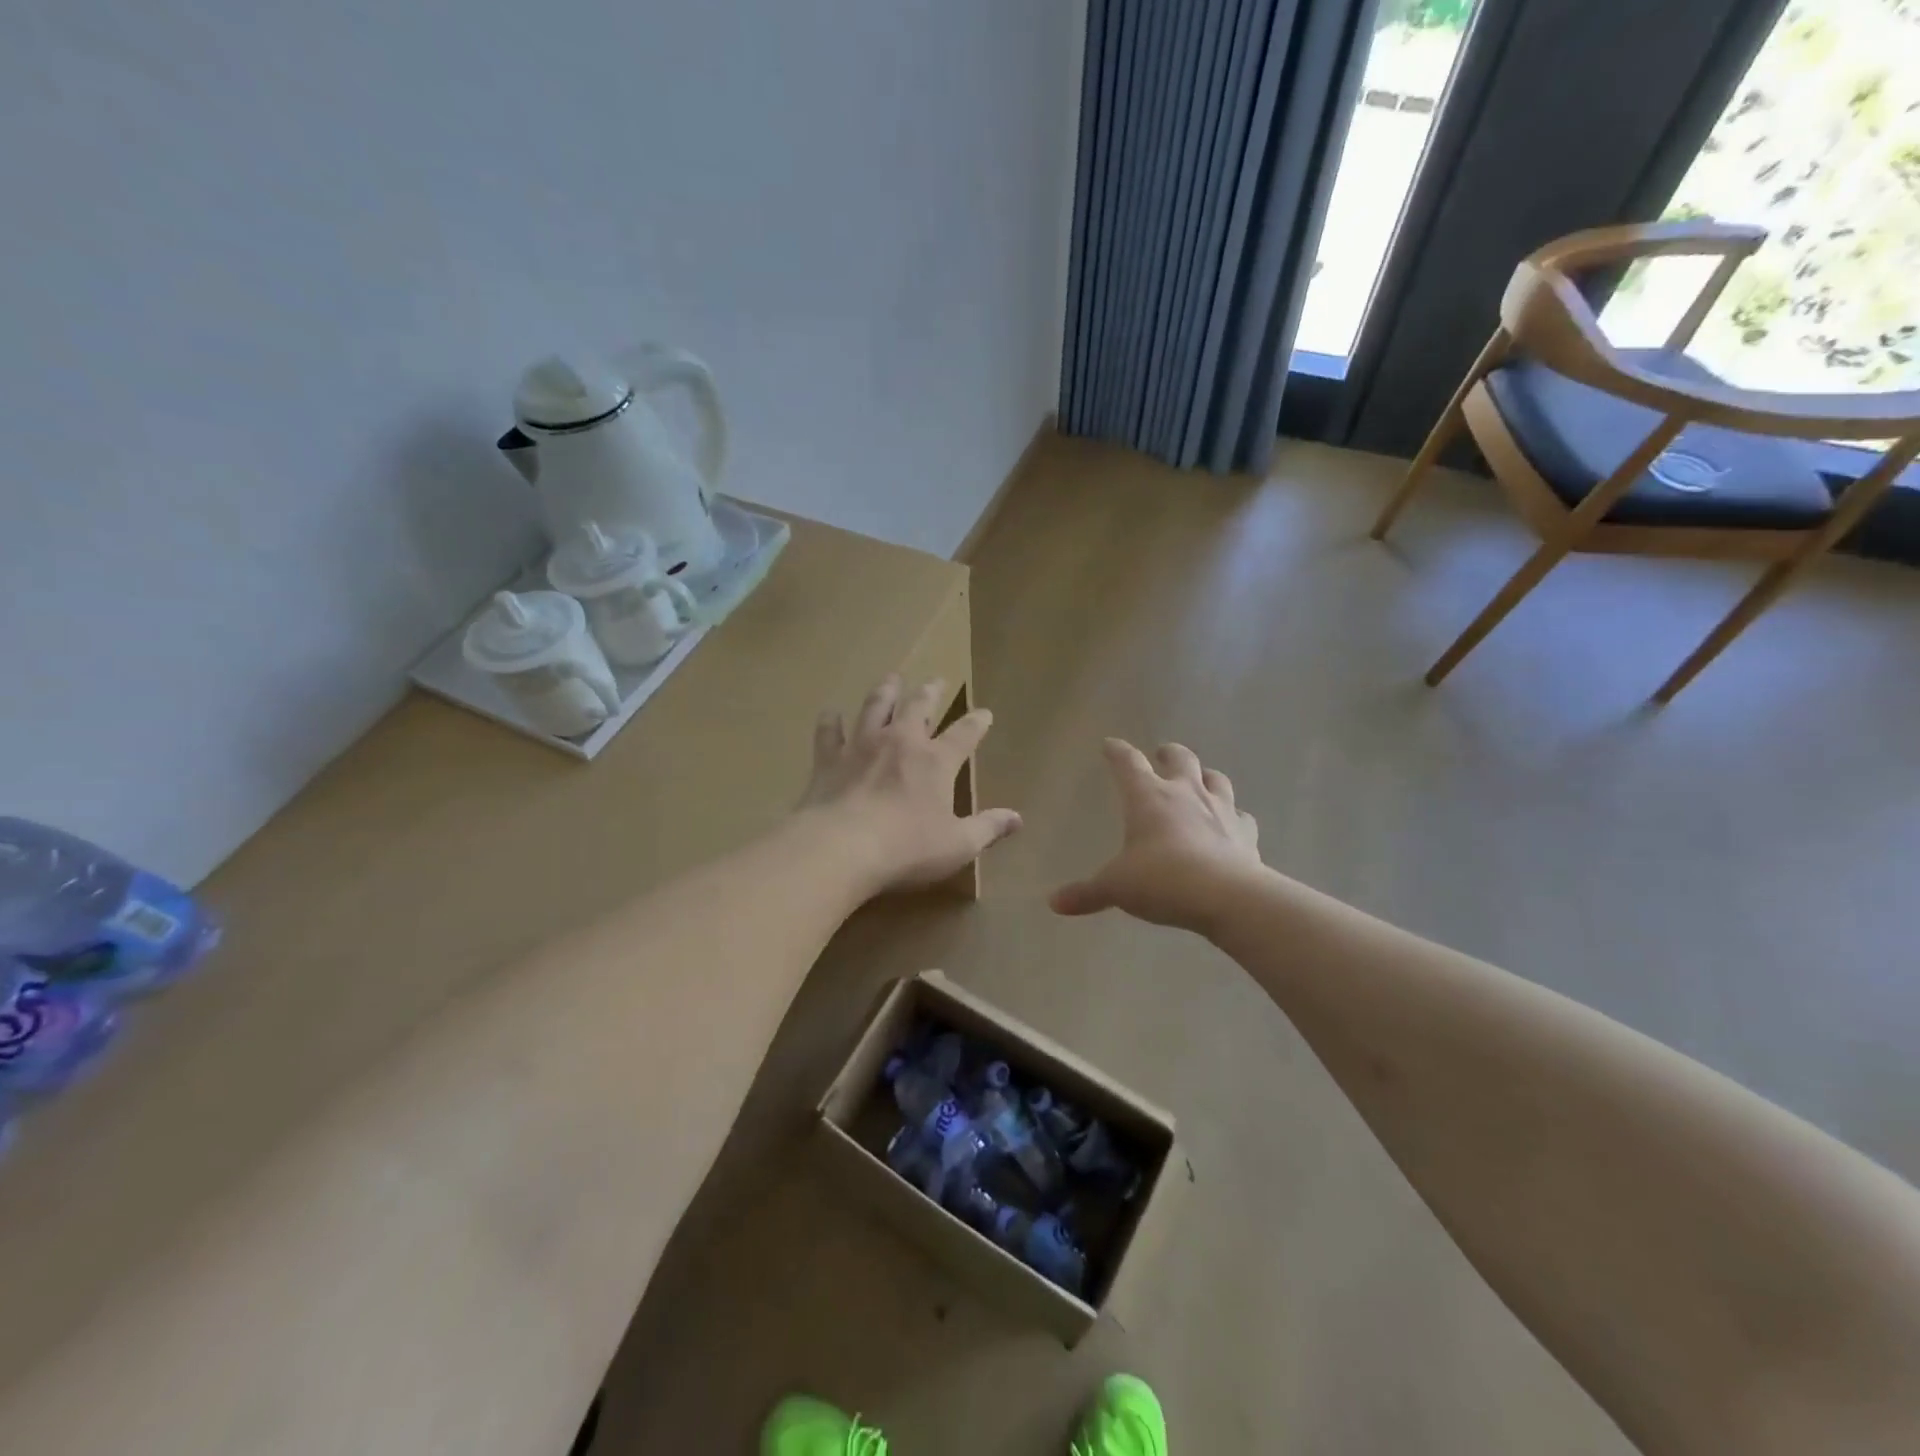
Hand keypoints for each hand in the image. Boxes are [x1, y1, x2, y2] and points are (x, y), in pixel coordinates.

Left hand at [798, 675, 1021, 893]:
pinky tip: (831, 714)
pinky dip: (831, 721)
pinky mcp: (829, 759)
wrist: (841, 847)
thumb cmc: (907, 848)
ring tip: (892, 679)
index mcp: (936, 761)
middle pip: (918, 706)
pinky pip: (829, 731)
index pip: (964, 733)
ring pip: (876, 706)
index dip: (977, 722)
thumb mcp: (958, 845)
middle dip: (930, 692)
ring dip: (886, 690)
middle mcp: (901, 742)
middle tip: (936, 681)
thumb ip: (987, 828)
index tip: (985, 713)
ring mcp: (862, 745)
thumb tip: (1017, 819)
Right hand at [1050, 739, 1263, 932]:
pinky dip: (1235, 816)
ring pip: (1215, 778)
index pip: (1128, 763)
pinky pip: (1242, 816)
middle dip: (1168, 753)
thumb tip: (1055, 903)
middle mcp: (1185, 793)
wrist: (1226, 896)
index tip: (1110, 745)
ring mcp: (1220, 809)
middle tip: (1162, 754)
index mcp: (1147, 797)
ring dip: (1205, 776)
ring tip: (1199, 781)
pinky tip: (1232, 824)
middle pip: (1179, 758)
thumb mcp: (1116, 888)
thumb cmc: (1161, 880)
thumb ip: (1087, 893)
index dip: (1117, 752)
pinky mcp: (1246, 832)